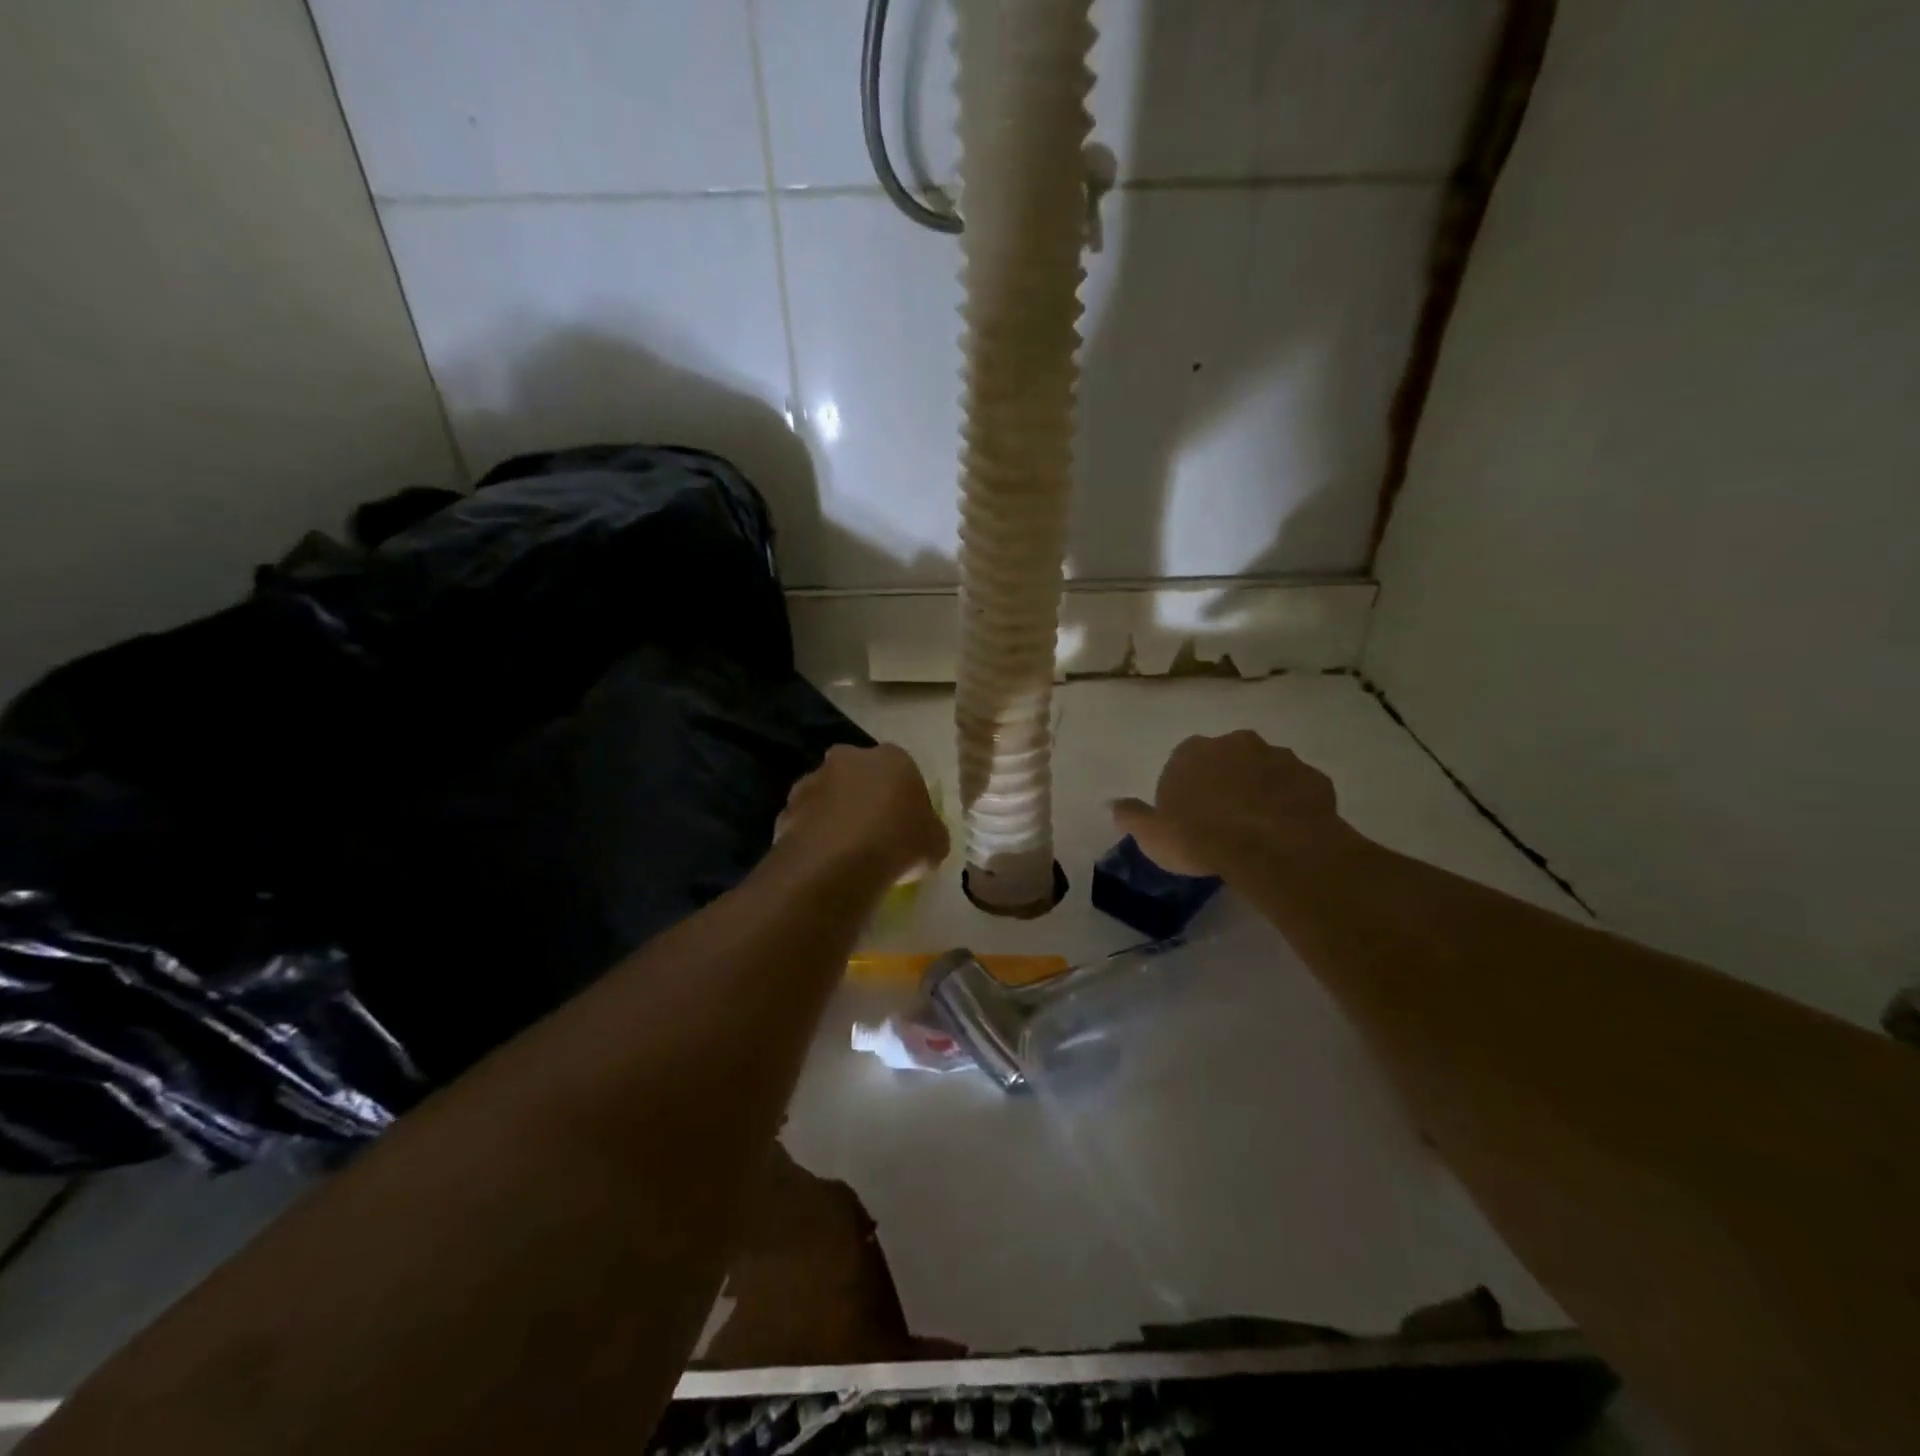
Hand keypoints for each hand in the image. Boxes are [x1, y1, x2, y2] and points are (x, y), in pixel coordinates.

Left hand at [777, 743, 948, 885]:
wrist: (836, 864)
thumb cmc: (898, 842)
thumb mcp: (936, 843)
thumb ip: (930, 832)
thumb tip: (924, 837)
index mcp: (892, 757)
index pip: (903, 771)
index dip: (905, 799)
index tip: (908, 826)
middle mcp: (848, 758)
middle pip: (860, 776)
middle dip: (865, 798)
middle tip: (875, 834)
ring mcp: (812, 781)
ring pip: (829, 797)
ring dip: (836, 816)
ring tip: (846, 854)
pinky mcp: (785, 809)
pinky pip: (806, 822)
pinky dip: (813, 837)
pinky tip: (823, 864)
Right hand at [1112, 730, 1343, 876]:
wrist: (1270, 848)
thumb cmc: (1200, 838)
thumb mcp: (1151, 835)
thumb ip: (1132, 816)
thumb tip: (1114, 805)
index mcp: (1193, 752)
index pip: (1184, 761)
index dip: (1187, 788)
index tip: (1189, 816)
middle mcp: (1236, 744)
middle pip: (1228, 759)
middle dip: (1227, 782)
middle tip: (1225, 820)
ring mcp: (1279, 758)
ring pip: (1266, 771)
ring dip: (1262, 790)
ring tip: (1260, 829)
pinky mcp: (1313, 778)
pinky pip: (1299, 789)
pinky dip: (1293, 804)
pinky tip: (1288, 831)